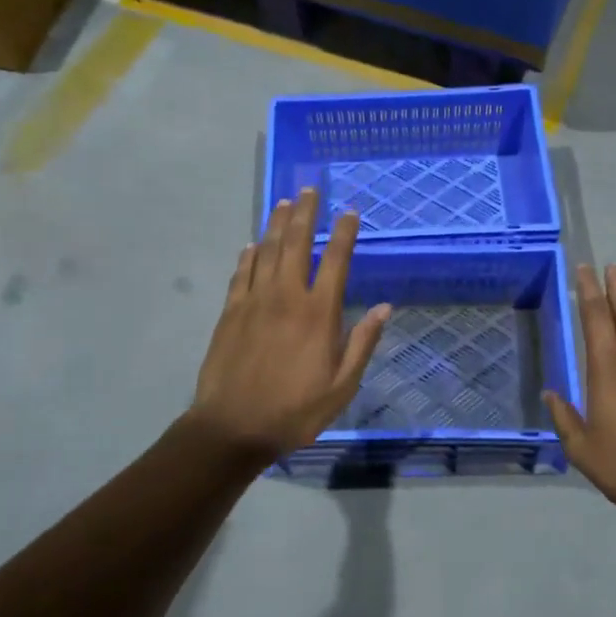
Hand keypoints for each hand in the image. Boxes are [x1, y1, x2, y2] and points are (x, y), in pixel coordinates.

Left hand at [190, 189, 390, 458]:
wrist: (233, 427)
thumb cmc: (295, 410)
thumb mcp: (342, 386)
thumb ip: (362, 343)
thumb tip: (385, 307)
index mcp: (319, 313)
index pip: (336, 261)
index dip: (344, 233)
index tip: (350, 212)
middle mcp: (287, 296)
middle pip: (297, 243)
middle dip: (305, 213)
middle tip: (310, 189)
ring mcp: (254, 301)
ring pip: (267, 251)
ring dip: (277, 225)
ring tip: (284, 203)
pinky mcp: (230, 312)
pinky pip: (241, 274)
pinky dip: (249, 256)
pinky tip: (253, 245)